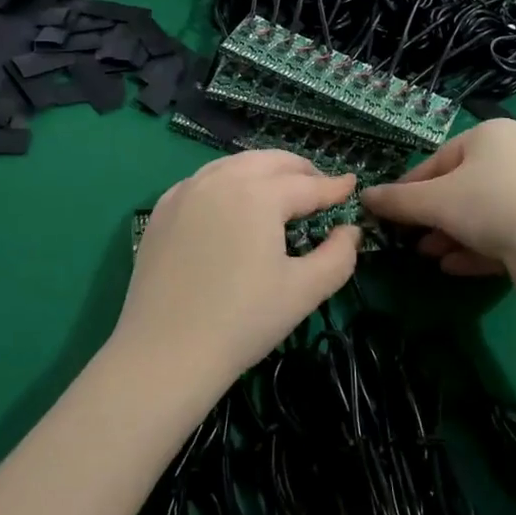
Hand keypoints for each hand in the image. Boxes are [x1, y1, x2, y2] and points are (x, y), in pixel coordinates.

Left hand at [116, 150, 360, 389]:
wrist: (165, 353)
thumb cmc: (242, 321)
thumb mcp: (304, 291)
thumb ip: (339, 256)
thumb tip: (351, 230)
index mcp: (259, 194)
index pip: (307, 185)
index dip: (334, 186)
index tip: (352, 184)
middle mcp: (222, 179)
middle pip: (270, 161)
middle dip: (300, 169)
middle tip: (320, 187)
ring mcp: (186, 191)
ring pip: (235, 164)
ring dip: (264, 170)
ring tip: (281, 190)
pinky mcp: (163, 209)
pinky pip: (204, 180)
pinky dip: (228, 181)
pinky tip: (233, 203)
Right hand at [362, 120, 515, 298]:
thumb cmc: (489, 204)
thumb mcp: (435, 201)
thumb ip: (398, 200)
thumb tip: (364, 196)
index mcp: (492, 135)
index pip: (439, 159)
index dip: (410, 187)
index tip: (389, 211)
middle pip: (461, 187)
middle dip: (432, 216)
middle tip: (408, 237)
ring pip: (481, 213)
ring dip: (451, 234)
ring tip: (427, 254)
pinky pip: (502, 233)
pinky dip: (476, 248)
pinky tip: (452, 266)